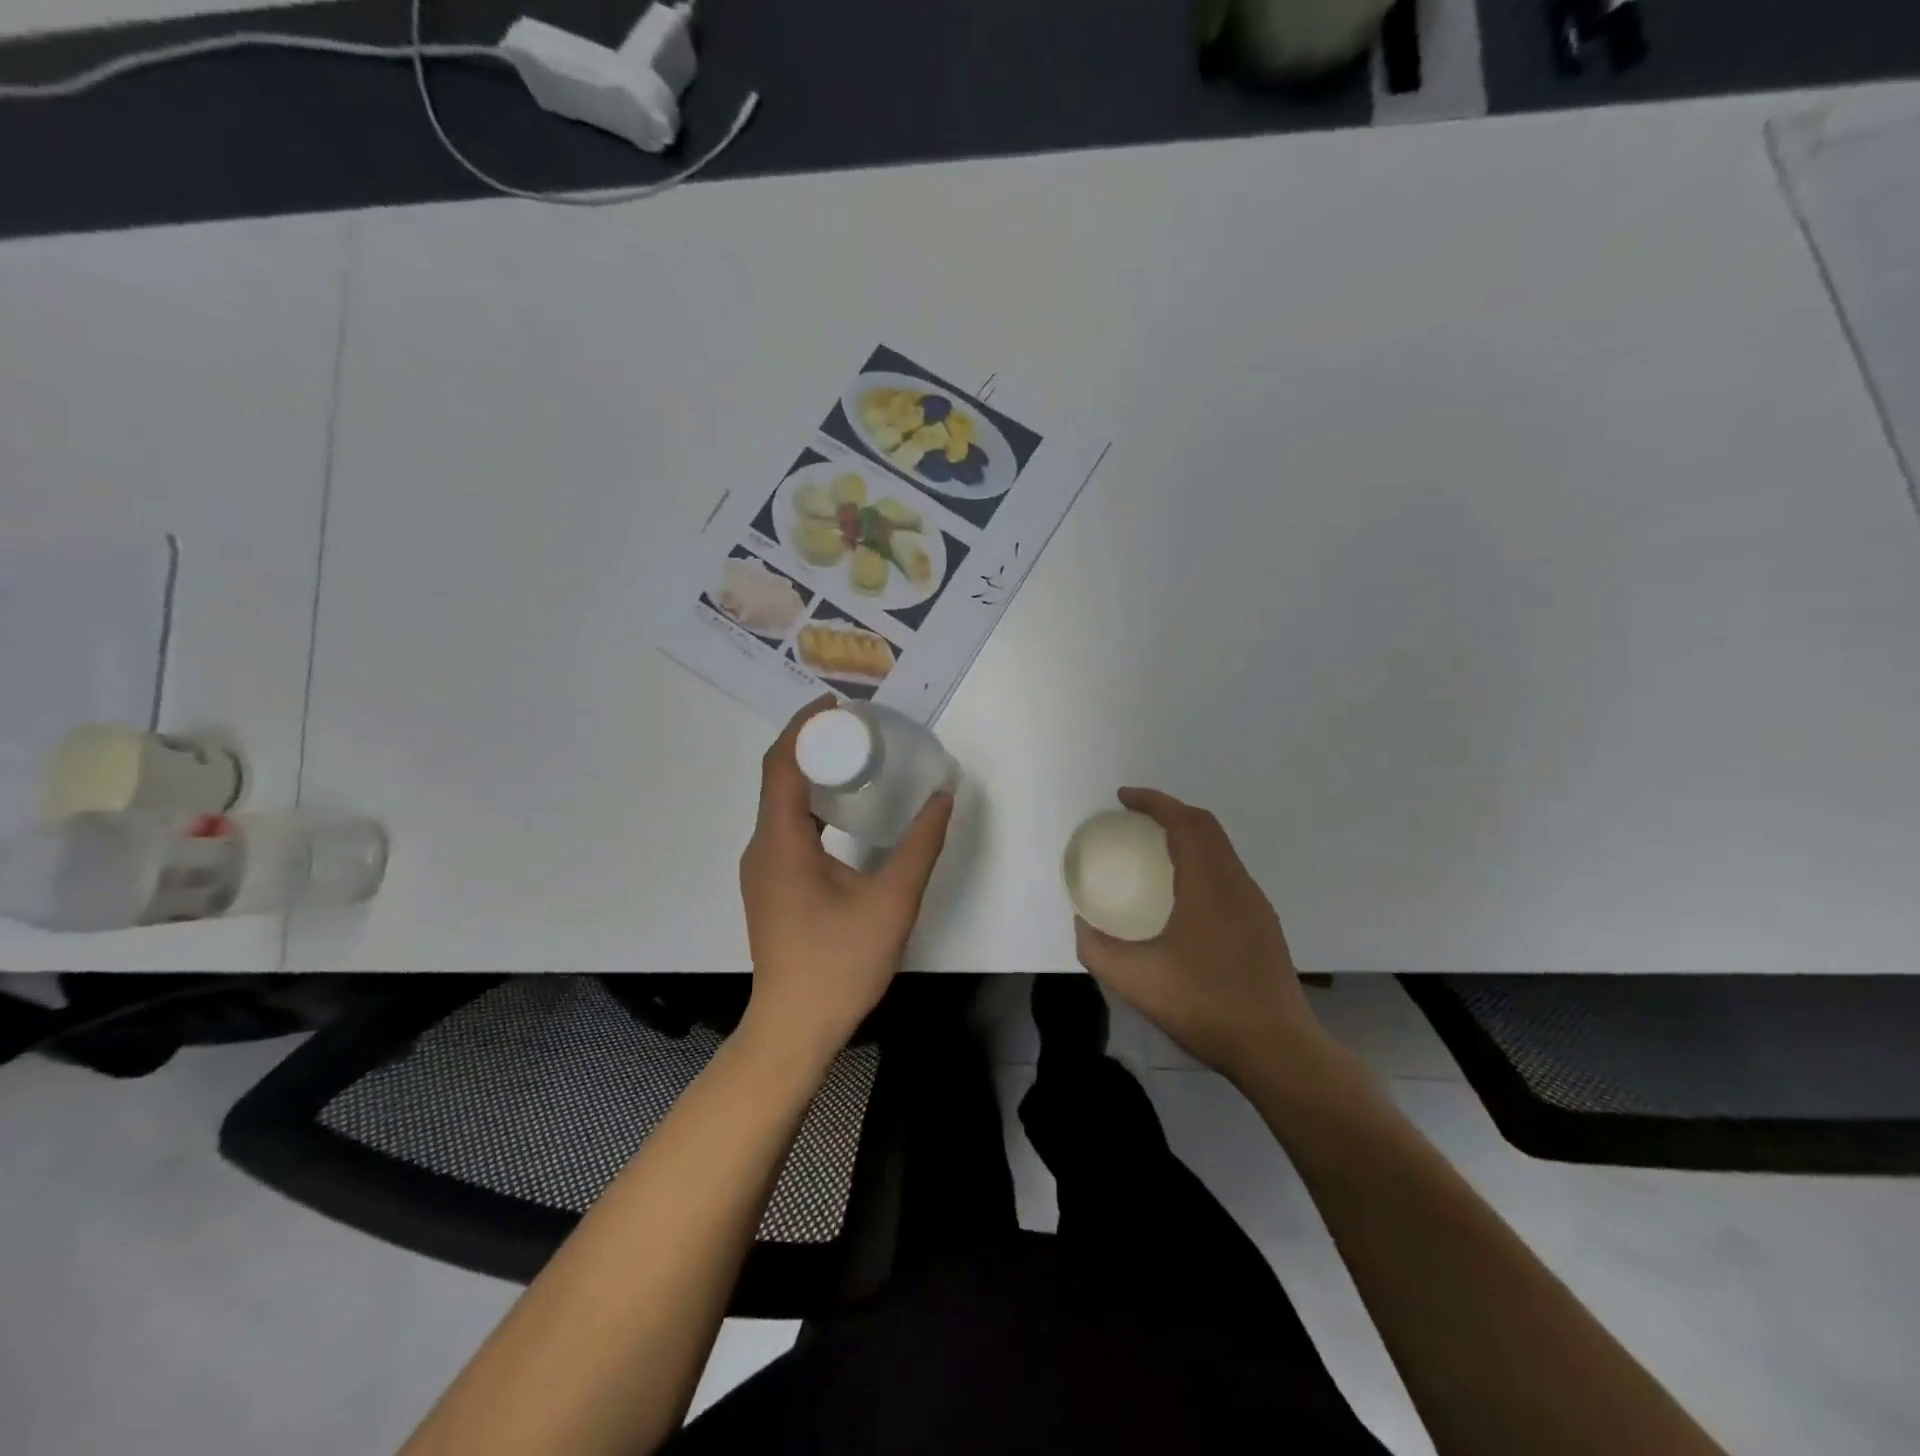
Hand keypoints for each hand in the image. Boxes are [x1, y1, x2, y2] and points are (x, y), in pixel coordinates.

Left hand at [739, 696, 954, 1062]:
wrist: (794, 1028)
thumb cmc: (840, 963)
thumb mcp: (892, 900)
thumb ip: (921, 844)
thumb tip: (942, 796)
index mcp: (781, 841)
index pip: (781, 764)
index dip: (804, 726)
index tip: (838, 705)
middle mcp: (762, 847)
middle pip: (778, 777)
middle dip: (812, 744)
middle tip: (859, 729)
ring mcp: (762, 869)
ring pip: (780, 803)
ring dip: (811, 774)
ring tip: (856, 760)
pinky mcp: (771, 886)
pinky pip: (785, 827)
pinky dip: (810, 805)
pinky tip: (844, 811)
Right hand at [1074, 788, 1331, 1086]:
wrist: (1278, 1050)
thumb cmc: (1205, 1006)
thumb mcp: (1135, 980)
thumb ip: (1098, 949)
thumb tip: (1081, 924)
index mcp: (1209, 885)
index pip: (1184, 822)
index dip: (1153, 802)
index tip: (1122, 798)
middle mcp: (1237, 885)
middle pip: (1206, 828)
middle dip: (1170, 813)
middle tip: (1135, 820)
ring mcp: (1256, 907)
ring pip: (1222, 852)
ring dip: (1189, 838)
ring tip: (1155, 853)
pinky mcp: (1264, 928)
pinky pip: (1229, 876)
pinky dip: (1202, 864)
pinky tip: (1183, 899)